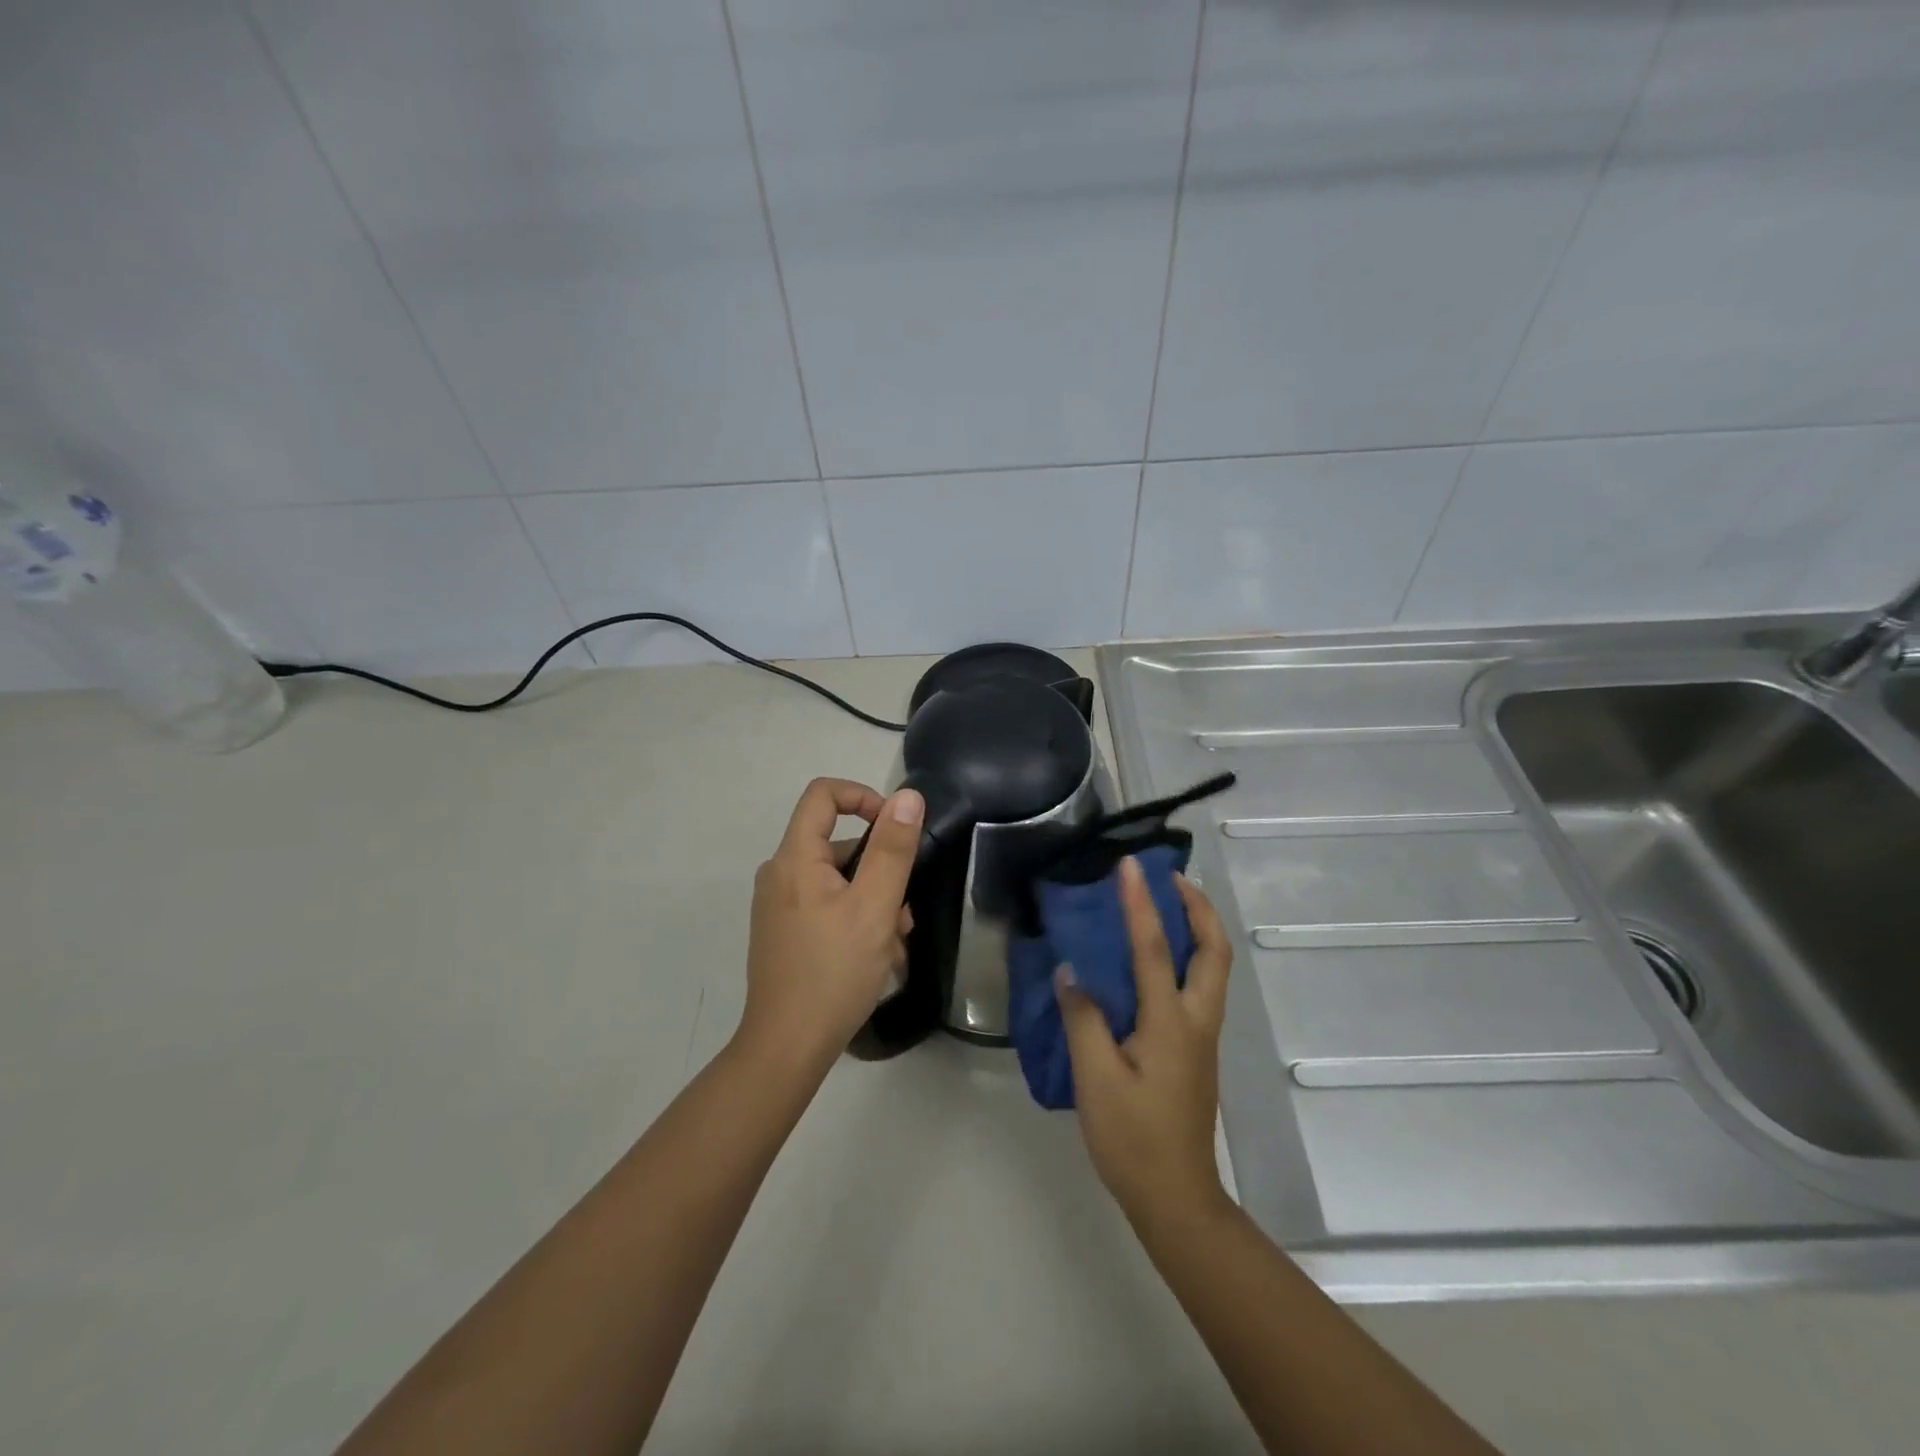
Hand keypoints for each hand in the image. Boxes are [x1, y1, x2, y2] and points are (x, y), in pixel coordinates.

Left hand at [737, 777, 923, 1071]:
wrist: (786, 1048)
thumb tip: (907, 796)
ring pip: (837, 882)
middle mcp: (779, 874)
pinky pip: (825, 907)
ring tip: (895, 946)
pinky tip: (876, 959)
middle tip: (904, 915)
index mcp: (794, 858)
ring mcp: (778, 906)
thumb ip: (892, 849)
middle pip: (837, 844)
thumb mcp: (874, 907)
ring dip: (873, 903)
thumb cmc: (834, 972)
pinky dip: (855, 920)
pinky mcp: (783, 933)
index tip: (895, 827)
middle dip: (879, 871)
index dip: (863, 796)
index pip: (823, 795)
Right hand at [1055, 857, 1233, 1228]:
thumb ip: (1083, 1019)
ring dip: (1196, 928)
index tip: (1130, 866)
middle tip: (1170, 878)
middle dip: (1198, 907)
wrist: (1176, 1198)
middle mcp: (1196, 1021)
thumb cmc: (1133, 1139)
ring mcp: (1201, 1036)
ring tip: (1165, 905)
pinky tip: (1153, 960)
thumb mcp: (1095, 1079)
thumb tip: (1071, 972)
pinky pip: (1198, 986)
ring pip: (1212, 968)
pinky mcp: (1195, 1050)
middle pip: (1215, 950)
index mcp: (1170, 1023)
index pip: (1154, 949)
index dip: (1140, 903)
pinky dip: (1185, 956)